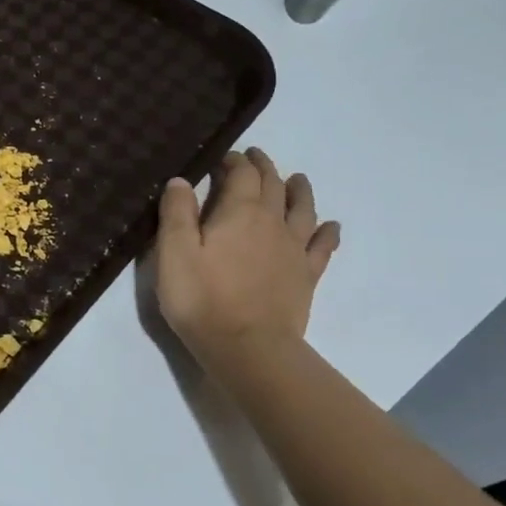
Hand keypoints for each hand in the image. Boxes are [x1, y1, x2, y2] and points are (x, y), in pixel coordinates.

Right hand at [156, 148, 341, 365]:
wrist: (248, 348)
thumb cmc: (201, 298)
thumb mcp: (173, 252)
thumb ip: (176, 212)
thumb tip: (182, 179)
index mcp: (239, 212)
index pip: (242, 174)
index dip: (234, 161)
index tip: (223, 157)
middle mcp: (272, 223)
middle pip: (273, 185)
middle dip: (263, 168)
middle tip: (254, 157)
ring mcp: (293, 250)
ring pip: (303, 210)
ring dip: (299, 191)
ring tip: (297, 179)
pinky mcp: (305, 277)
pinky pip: (322, 247)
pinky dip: (327, 232)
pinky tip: (331, 227)